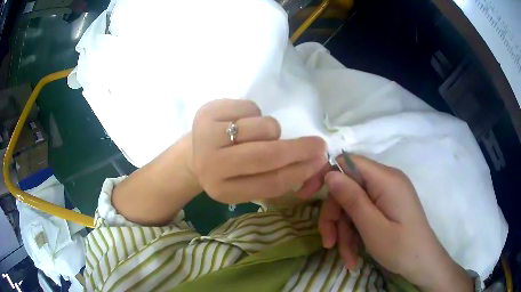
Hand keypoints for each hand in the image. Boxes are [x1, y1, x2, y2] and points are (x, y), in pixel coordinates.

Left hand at [190, 99, 326, 203]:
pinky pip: (251, 107)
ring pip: (263, 126)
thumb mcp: (247, 183)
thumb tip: (314, 161)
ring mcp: (206, 135)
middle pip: (267, 155)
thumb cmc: (227, 170)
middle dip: (299, 149)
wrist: (195, 154)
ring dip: (271, 130)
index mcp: (224, 191)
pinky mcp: (206, 111)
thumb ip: (276, 177)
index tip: (320, 161)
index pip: (271, 182)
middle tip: (318, 144)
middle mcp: (211, 165)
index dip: (301, 171)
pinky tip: (241, 123)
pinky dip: (255, 114)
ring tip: (258, 135)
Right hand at [319, 155, 472, 291]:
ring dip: (344, 232)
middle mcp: (386, 181)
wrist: (424, 263)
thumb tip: (330, 174)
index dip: (325, 174)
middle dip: (335, 216)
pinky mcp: (386, 206)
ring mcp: (386, 194)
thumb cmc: (402, 248)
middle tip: (329, 243)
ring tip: (346, 257)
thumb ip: (352, 199)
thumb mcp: (373, 228)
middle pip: (348, 188)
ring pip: (353, 206)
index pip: (348, 162)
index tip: (305, 195)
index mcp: (386, 179)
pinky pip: (363, 214)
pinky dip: (355, 234)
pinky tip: (353, 256)